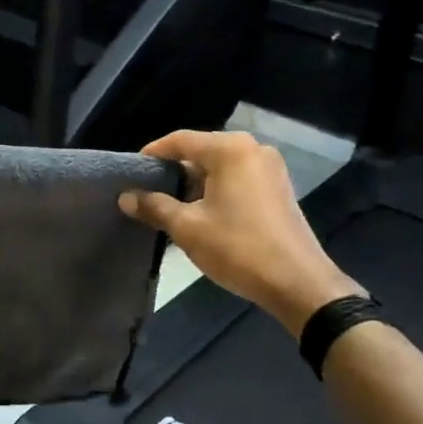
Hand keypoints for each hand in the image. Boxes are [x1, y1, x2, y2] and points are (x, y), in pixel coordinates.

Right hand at [118, 130, 360, 330]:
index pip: (180, 140)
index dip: (152, 154)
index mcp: (230, 149)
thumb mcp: (188, 228)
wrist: (298, 283)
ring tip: (168, 204)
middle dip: (173, 170)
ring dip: (194, 182)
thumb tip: (125, 197)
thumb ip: (154, 207)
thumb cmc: (238, 248)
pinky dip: (216, 189)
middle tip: (146, 190)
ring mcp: (270, 168)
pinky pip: (237, 178)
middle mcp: (252, 149)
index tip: (130, 172)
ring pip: (219, 166)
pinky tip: (200, 212)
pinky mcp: (278, 188)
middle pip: (201, 151)